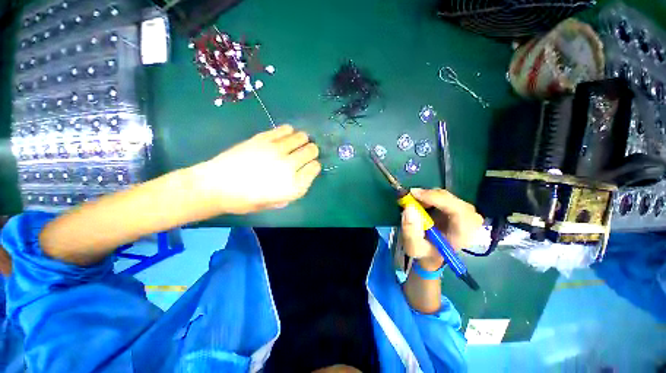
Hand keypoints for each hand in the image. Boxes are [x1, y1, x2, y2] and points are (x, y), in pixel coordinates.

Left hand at [195, 125, 320, 213]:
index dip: (314, 167)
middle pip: (311, 151)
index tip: (310, 167)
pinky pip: (284, 130)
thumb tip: (301, 177)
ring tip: (297, 143)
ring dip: (303, 140)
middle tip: (305, 153)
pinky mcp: (263, 138)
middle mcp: (289, 166)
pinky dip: (289, 131)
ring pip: (301, 137)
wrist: (216, 186)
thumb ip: (293, 191)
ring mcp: (276, 150)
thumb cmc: (246, 200)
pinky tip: (286, 135)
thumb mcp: (275, 203)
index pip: (315, 168)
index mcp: (293, 186)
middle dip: (311, 151)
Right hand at [401, 188, 482, 270]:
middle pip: (450, 199)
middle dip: (428, 196)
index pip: (457, 209)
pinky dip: (429, 197)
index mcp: (465, 234)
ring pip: (445, 196)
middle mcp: (471, 220)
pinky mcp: (458, 207)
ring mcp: (466, 212)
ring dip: (427, 196)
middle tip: (409, 197)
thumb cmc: (426, 253)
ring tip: (412, 202)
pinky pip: (443, 196)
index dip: (435, 198)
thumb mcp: (414, 248)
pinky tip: (420, 204)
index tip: (414, 194)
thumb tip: (409, 208)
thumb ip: (411, 231)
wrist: (433, 255)